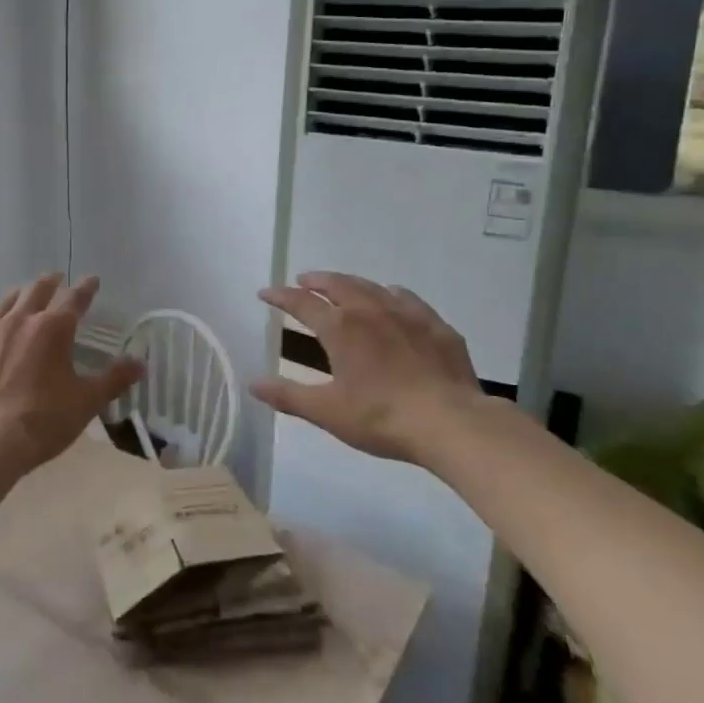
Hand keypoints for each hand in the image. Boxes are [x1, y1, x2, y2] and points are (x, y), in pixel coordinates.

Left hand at [0, 273, 142, 486]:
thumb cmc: (41, 422)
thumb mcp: (86, 402)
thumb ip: (114, 379)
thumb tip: (140, 363)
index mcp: (53, 330)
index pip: (75, 300)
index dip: (86, 289)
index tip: (92, 280)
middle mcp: (19, 321)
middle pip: (36, 292)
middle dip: (50, 283)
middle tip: (56, 278)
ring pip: (4, 303)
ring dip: (18, 295)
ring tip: (23, 292)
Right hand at [251, 272, 506, 465]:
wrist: (450, 422)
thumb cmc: (381, 417)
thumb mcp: (327, 411)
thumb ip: (288, 395)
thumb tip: (253, 383)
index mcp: (341, 329)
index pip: (302, 303)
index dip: (280, 296)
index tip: (266, 293)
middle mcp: (370, 310)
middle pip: (338, 284)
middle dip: (317, 281)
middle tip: (304, 280)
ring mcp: (407, 314)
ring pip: (372, 287)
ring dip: (351, 283)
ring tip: (342, 286)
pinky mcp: (436, 326)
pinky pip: (407, 299)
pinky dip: (390, 294)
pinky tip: (393, 299)